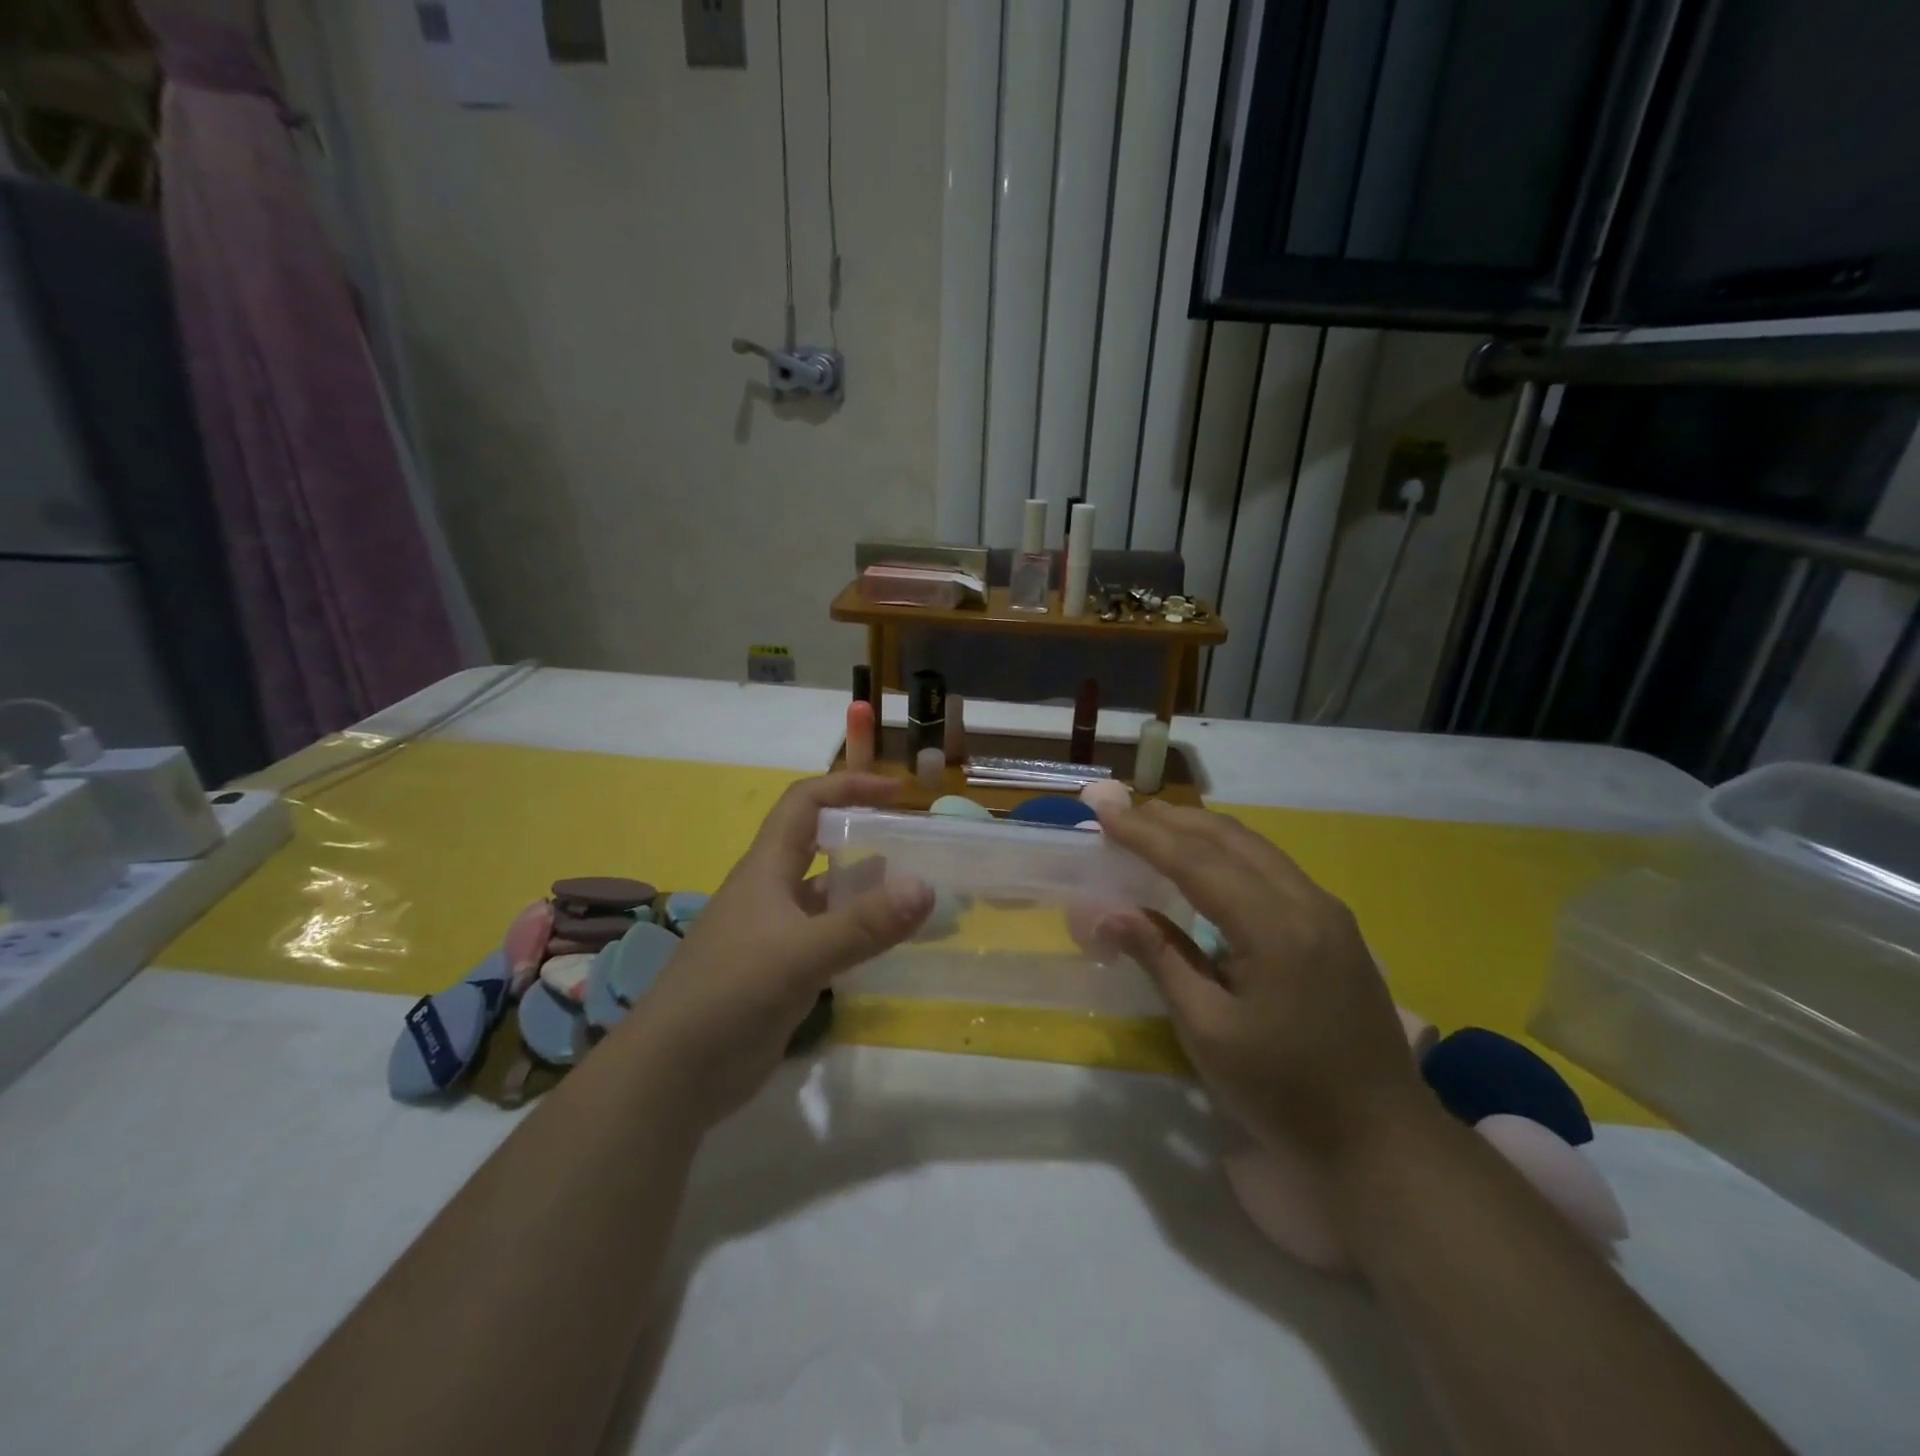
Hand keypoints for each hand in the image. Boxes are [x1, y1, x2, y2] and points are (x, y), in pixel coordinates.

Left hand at [621, 773, 931, 1126]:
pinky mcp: (784, 973)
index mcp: (766, 868)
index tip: (895, 794)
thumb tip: (926, 887)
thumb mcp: (799, 954)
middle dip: (865, 836)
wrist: (672, 1075)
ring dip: (869, 891)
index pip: (805, 803)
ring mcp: (777, 934)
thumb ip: (864, 924)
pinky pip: (831, 939)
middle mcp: (772, 892)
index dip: (847, 787)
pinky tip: (892, 944)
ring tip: (919, 895)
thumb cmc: (728, 995)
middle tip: (918, 846)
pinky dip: (862, 934)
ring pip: (830, 897)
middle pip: (821, 846)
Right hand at [1093, 800, 1423, 1168]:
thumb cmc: (1286, 1094)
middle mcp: (1307, 902)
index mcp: (1276, 927)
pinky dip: (1229, 853)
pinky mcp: (1335, 927)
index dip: (1145, 834)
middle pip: (1230, 839)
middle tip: (1122, 811)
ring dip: (1201, 831)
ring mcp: (1328, 912)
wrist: (1384, 1142)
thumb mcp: (1209, 1032)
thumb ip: (1160, 959)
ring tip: (1154, 826)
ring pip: (1255, 848)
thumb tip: (1107, 912)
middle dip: (1172, 821)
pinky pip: (1273, 868)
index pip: (1197, 861)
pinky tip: (1205, 864)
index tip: (1103, 813)